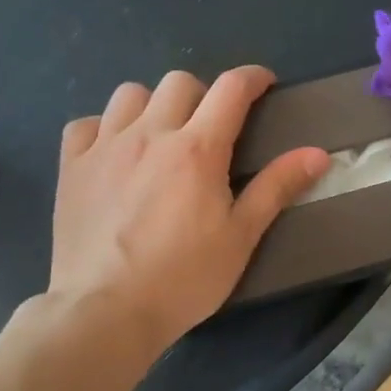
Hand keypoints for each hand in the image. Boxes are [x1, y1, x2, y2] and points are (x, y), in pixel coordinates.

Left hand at [43, 67, 327, 356]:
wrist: (106, 311)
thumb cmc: (185, 278)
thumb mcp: (241, 236)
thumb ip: (277, 188)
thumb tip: (318, 153)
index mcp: (197, 149)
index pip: (231, 89)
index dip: (253, 78)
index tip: (263, 84)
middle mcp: (149, 134)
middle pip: (180, 82)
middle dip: (204, 94)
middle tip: (212, 126)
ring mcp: (104, 148)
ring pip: (130, 94)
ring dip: (153, 105)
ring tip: (161, 135)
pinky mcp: (71, 167)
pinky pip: (85, 124)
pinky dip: (104, 128)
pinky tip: (114, 154)